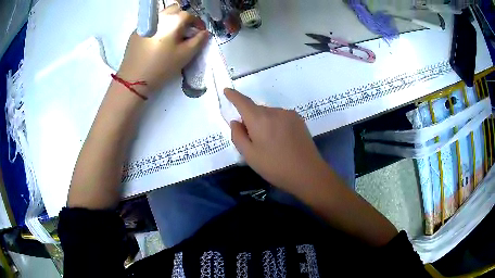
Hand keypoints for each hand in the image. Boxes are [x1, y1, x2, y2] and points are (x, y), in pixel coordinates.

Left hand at [117, 4, 208, 95]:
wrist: (133, 79)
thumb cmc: (162, 67)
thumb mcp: (185, 55)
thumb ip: (198, 41)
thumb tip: (204, 32)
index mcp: (173, 20)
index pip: (190, 15)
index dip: (197, 23)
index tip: (199, 32)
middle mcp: (159, 16)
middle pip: (175, 9)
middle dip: (183, 18)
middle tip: (185, 32)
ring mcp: (146, 22)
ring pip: (162, 15)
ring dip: (170, 21)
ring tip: (171, 36)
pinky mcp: (136, 31)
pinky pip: (152, 23)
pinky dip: (158, 27)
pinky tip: (157, 40)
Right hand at [225, 88, 331, 196]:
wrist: (307, 173)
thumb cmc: (275, 166)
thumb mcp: (250, 155)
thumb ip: (238, 136)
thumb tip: (236, 121)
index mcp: (259, 119)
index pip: (243, 102)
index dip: (233, 96)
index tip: (227, 90)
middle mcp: (274, 111)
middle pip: (256, 110)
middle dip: (251, 120)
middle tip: (253, 141)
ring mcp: (289, 114)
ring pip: (269, 114)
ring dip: (265, 123)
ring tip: (271, 145)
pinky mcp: (299, 120)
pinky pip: (281, 117)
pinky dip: (276, 125)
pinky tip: (282, 141)